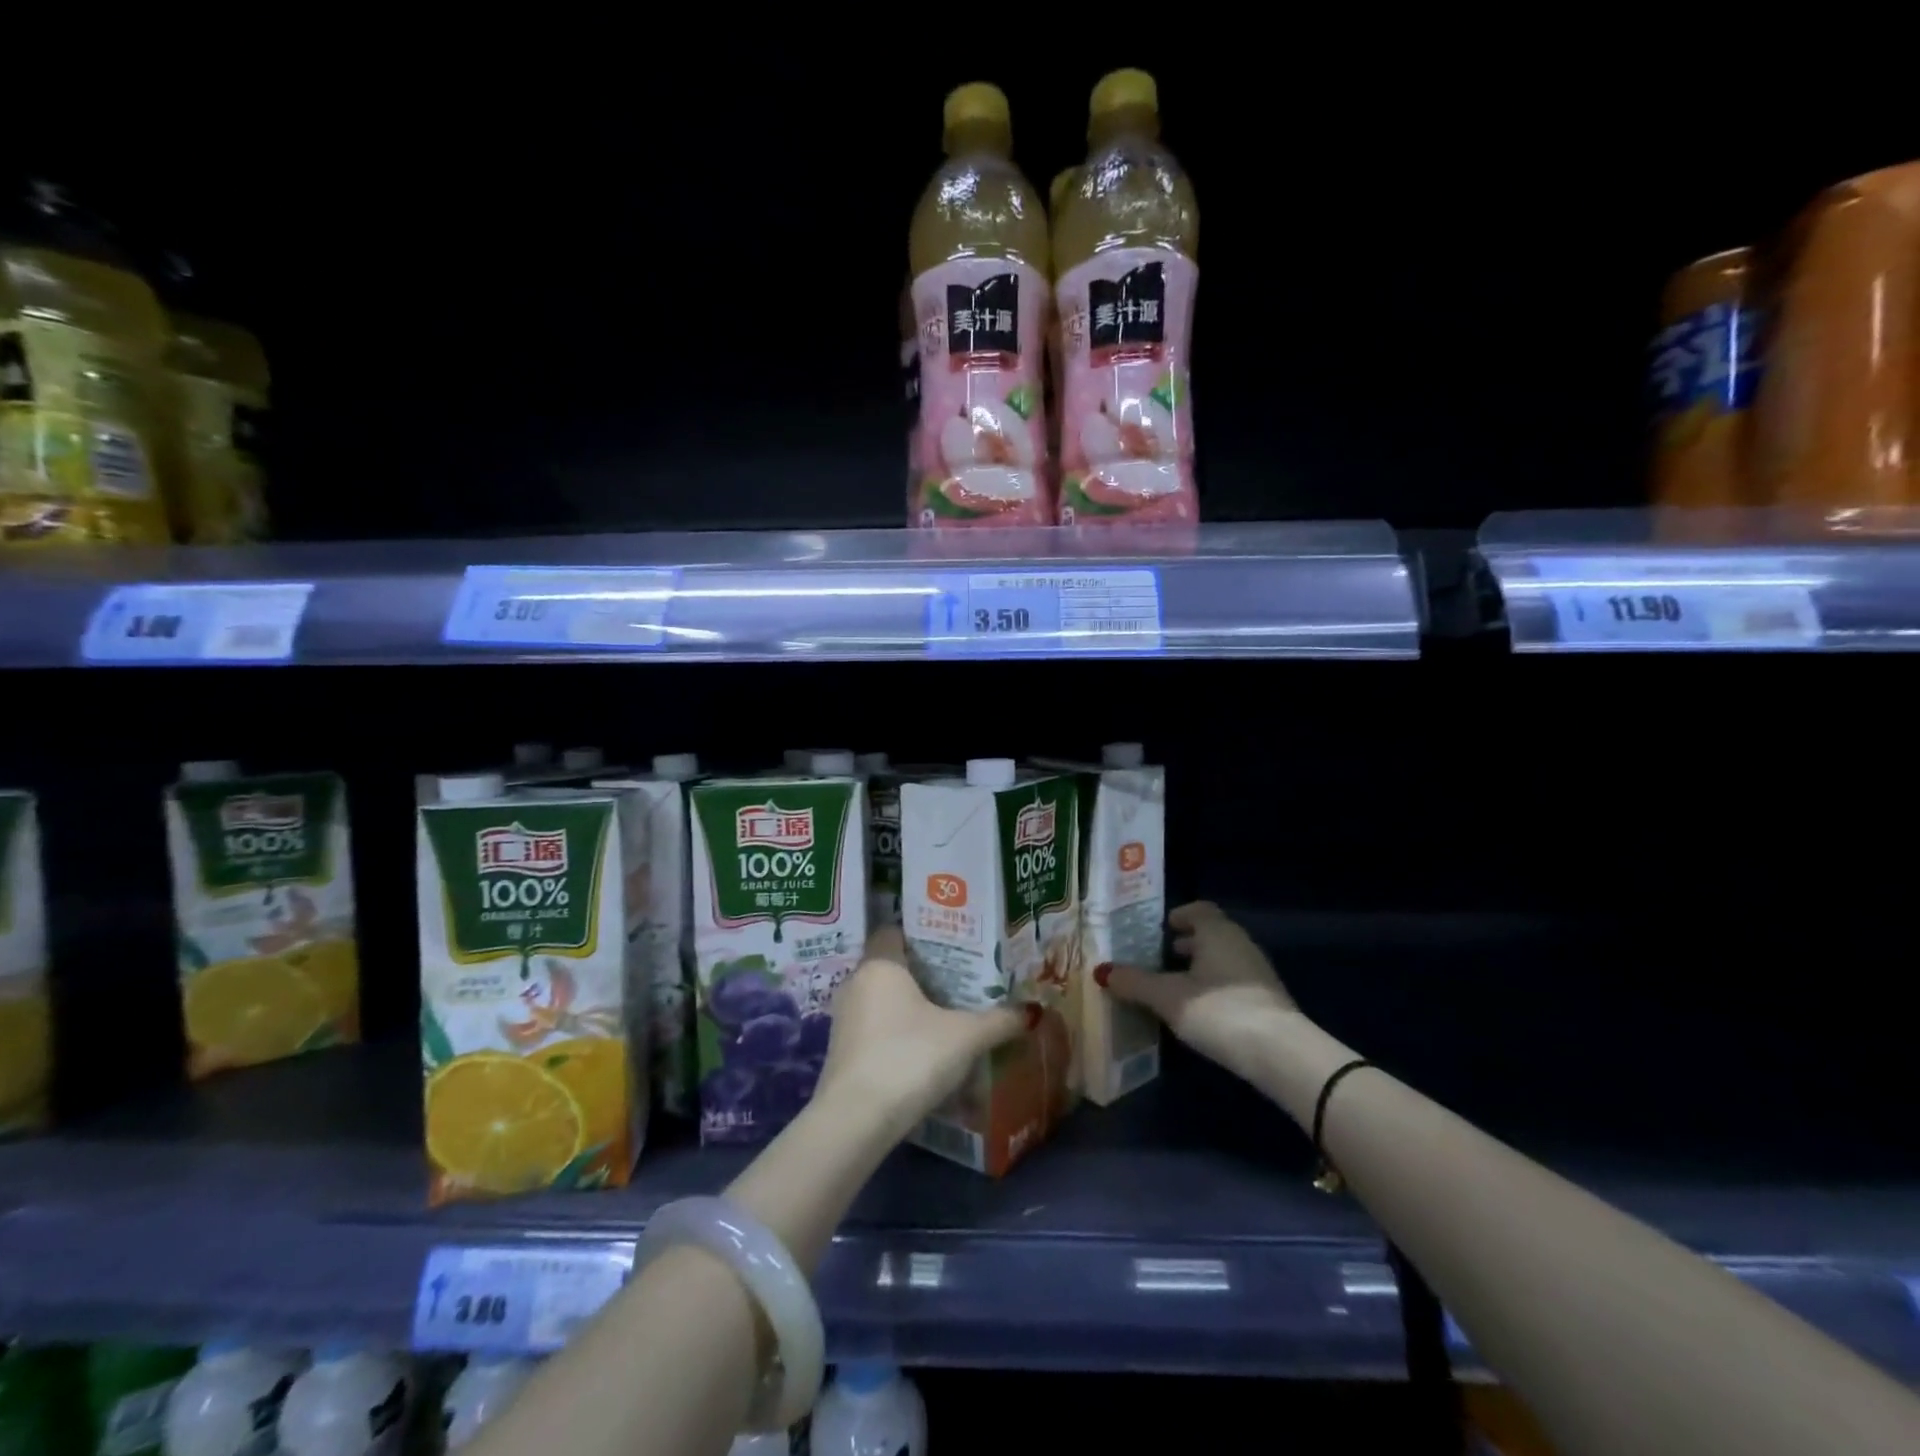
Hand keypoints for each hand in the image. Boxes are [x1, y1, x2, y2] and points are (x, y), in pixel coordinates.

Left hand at [815, 926, 1029, 1138]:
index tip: (952, 945)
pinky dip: (896, 1032)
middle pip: (891, 967)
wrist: (857, 1120)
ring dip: (908, 1007)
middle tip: (960, 980)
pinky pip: (874, 1028)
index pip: (895, 932)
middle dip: (922, 974)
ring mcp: (844, 1019)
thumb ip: (998, 1020)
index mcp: (880, 964)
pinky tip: (922, 1048)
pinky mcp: (841, 1052)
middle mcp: (856, 983)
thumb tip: (1031, 1011)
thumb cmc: (910, 1056)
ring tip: (946, 1015)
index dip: (922, 935)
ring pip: (881, 1000)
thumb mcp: (965, 1037)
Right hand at [1098, 901, 1298, 1085]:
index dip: (1178, 916)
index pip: (1198, 909)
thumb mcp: (1167, 997)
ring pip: (1223, 959)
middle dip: (1186, 943)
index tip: (1158, 930)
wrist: (1280, 1053)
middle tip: (1159, 957)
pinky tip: (1200, 1010)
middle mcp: (1240, 943)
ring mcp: (1258, 972)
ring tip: (1175, 986)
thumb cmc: (1218, 1010)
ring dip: (1201, 967)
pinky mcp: (1268, 1001)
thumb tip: (1102, 970)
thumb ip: (1134, 982)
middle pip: (1211, 934)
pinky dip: (1215, 987)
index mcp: (1217, 932)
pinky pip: (1234, 982)